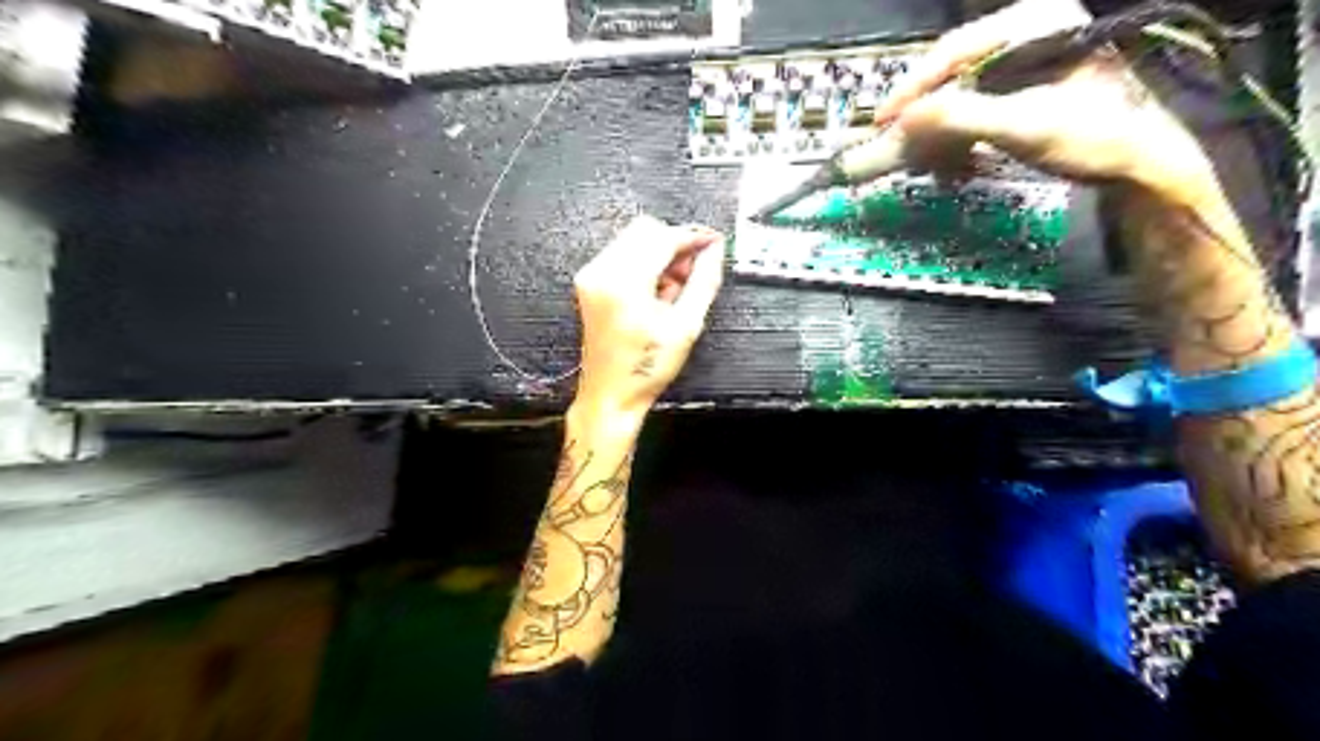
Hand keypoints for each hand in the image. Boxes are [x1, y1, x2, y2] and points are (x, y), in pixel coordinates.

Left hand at [573, 213, 725, 421]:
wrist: (611, 394)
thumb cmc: (646, 368)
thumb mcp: (686, 325)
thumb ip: (704, 281)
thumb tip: (715, 250)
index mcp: (624, 282)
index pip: (663, 237)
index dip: (692, 236)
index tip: (713, 243)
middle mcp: (601, 272)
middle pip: (645, 230)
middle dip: (675, 245)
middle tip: (694, 271)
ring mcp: (591, 276)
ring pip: (634, 240)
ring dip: (660, 255)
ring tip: (674, 291)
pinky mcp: (590, 283)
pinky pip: (622, 255)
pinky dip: (645, 264)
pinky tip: (657, 293)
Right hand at [873, 0, 1228, 207]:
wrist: (1142, 164)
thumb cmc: (1094, 138)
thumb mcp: (1025, 126)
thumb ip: (962, 117)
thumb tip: (904, 118)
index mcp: (1036, 23)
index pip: (955, 50)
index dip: (914, 88)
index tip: (883, 120)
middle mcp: (1029, 32)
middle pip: (954, 71)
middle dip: (926, 114)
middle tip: (897, 144)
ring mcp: (1027, 60)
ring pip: (961, 93)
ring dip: (940, 133)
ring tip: (928, 164)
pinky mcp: (1025, 87)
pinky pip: (975, 110)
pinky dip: (959, 139)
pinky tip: (955, 166)